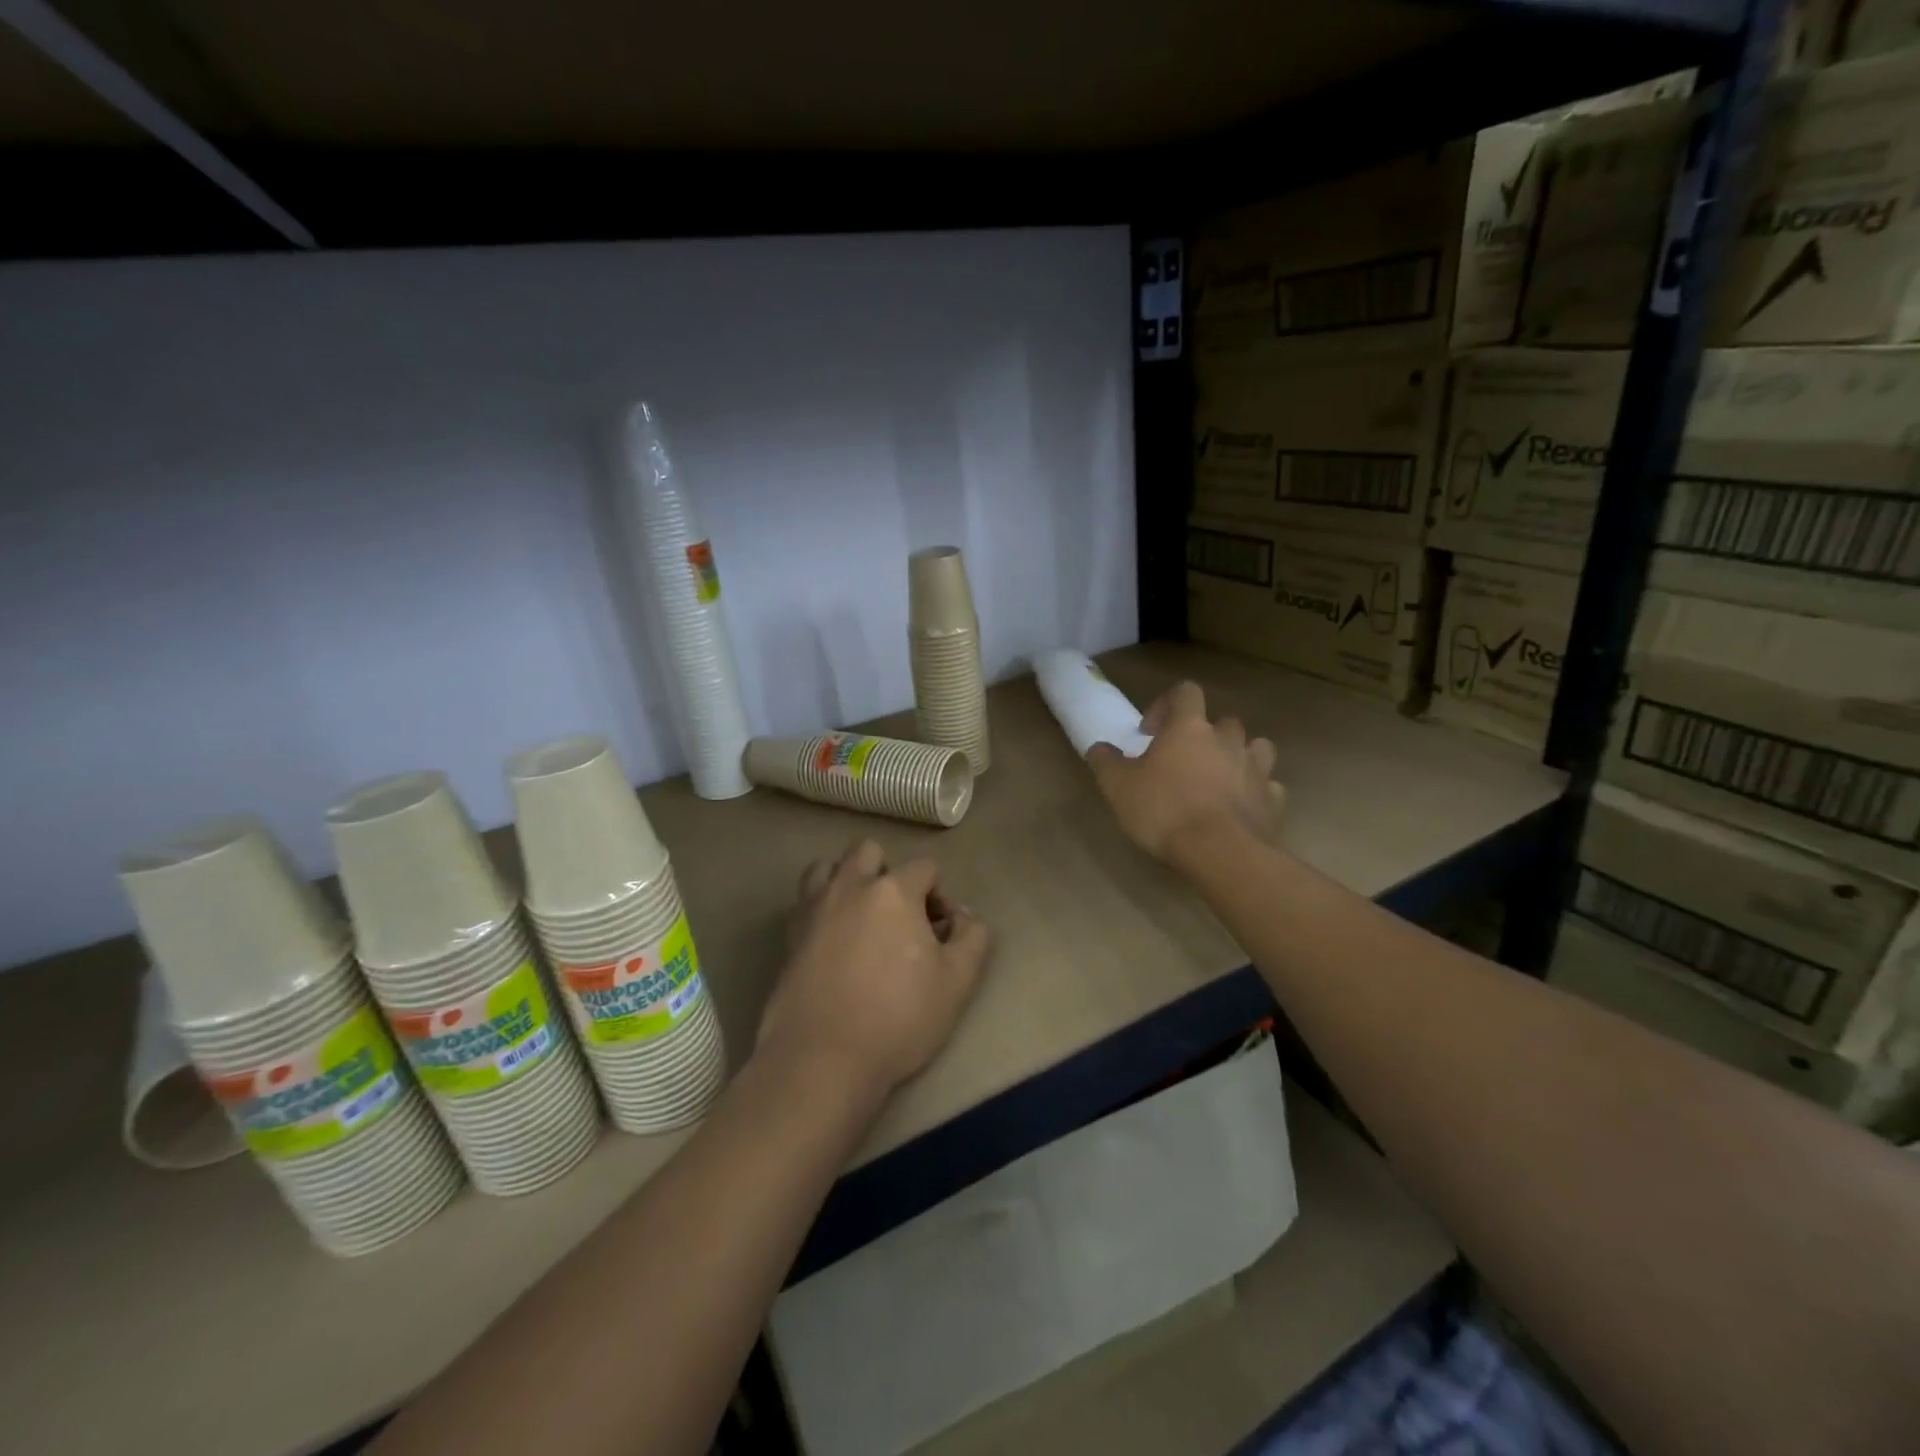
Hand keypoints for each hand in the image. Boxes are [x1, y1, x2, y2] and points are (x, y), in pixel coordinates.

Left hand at [758, 840, 991, 1096]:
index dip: (939, 895)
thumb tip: (962, 916)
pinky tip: (834, 940)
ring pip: (828, 867)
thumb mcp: (957, 981)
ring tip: (861, 917)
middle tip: (899, 916)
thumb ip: (972, 937)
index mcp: (893, 890)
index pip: (925, 867)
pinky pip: (806, 900)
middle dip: (888, 873)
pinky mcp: (789, 934)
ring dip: (848, 880)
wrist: (823, 1058)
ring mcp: (813, 907)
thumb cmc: (898, 1018)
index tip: (940, 933)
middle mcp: (850, 885)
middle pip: (869, 851)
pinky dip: (822, 906)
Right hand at [1086, 681, 1282, 863]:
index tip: (1151, 732)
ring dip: (1238, 756)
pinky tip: (1240, 807)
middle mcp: (1228, 740)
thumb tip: (1098, 748)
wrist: (1220, 852)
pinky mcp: (1273, 800)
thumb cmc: (1164, 810)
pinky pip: (1268, 786)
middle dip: (1205, 734)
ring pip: (1255, 747)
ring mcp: (1256, 768)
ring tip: (1219, 778)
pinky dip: (1256, 791)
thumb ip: (1106, 762)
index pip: (1186, 692)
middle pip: (1223, 721)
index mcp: (1190, 728)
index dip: (1167, 704)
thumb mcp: (1119, 787)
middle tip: (1184, 759)